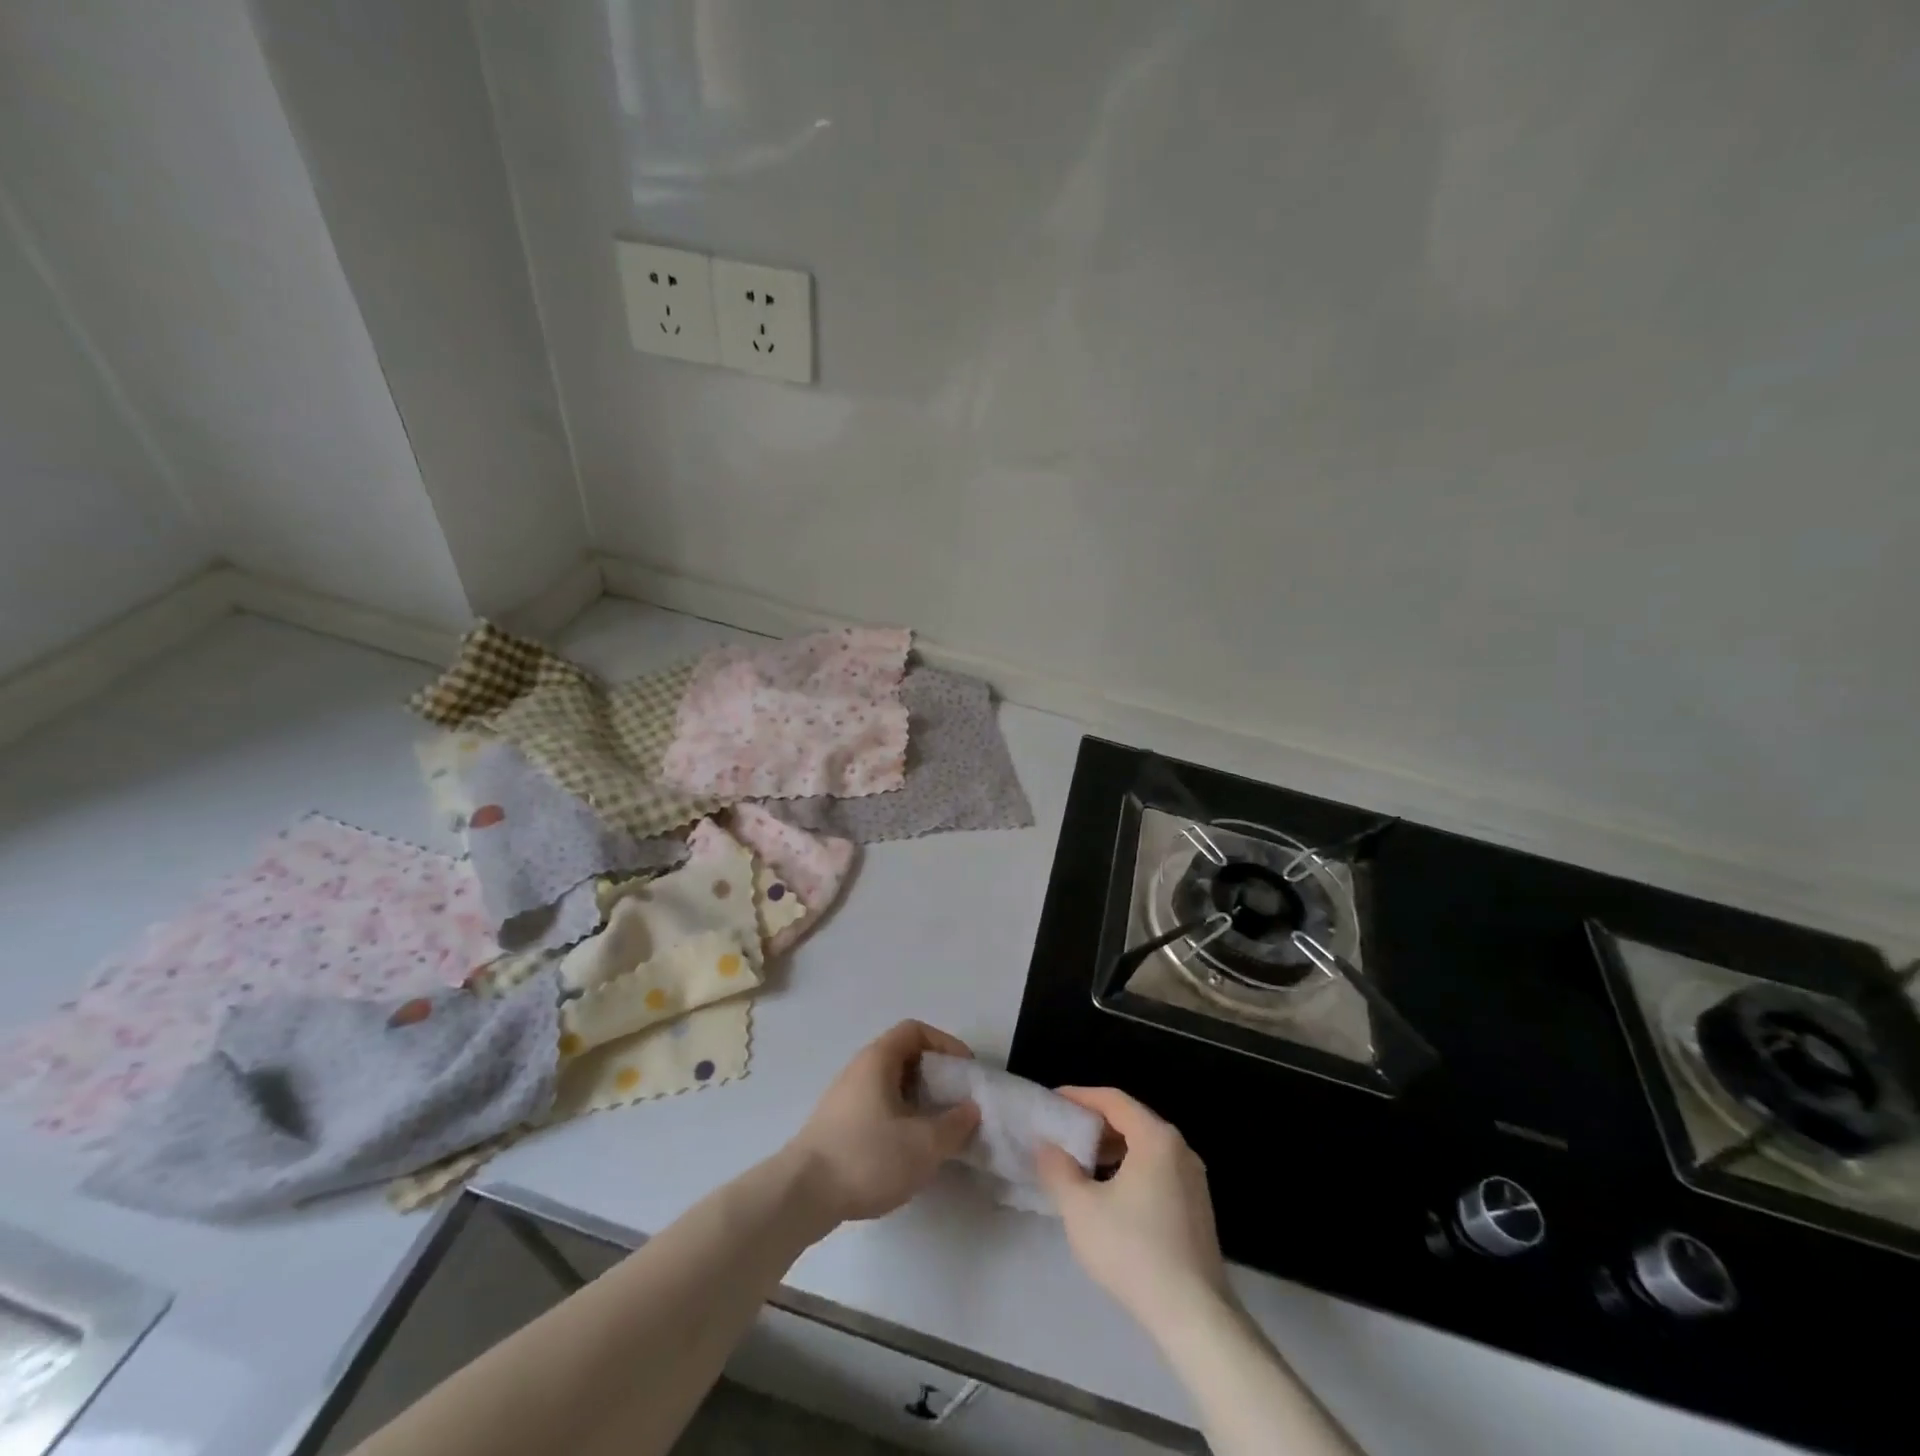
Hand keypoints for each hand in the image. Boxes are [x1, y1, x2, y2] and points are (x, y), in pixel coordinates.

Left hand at [783, 1021, 981, 1228]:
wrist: (801, 1194)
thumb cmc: (867, 1156)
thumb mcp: (923, 1144)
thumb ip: (954, 1125)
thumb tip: (970, 1110)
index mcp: (878, 1059)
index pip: (915, 1031)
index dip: (945, 1043)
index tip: (965, 1071)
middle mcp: (859, 1069)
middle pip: (904, 1057)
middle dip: (935, 1076)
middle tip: (957, 1102)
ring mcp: (845, 1097)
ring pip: (890, 1085)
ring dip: (918, 1100)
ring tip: (938, 1130)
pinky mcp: (837, 1125)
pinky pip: (877, 1106)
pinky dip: (900, 1118)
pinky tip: (908, 1150)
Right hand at [1035, 1087, 1229, 1335]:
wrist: (1194, 1316)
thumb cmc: (1133, 1250)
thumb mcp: (1080, 1208)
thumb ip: (1057, 1169)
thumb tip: (1046, 1146)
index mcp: (1156, 1137)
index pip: (1113, 1099)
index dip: (1079, 1096)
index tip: (1052, 1102)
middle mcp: (1180, 1148)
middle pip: (1131, 1120)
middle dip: (1094, 1123)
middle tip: (1062, 1133)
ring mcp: (1193, 1179)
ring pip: (1145, 1147)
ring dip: (1111, 1149)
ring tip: (1080, 1163)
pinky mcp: (1197, 1208)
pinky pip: (1157, 1170)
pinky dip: (1130, 1168)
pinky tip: (1109, 1193)